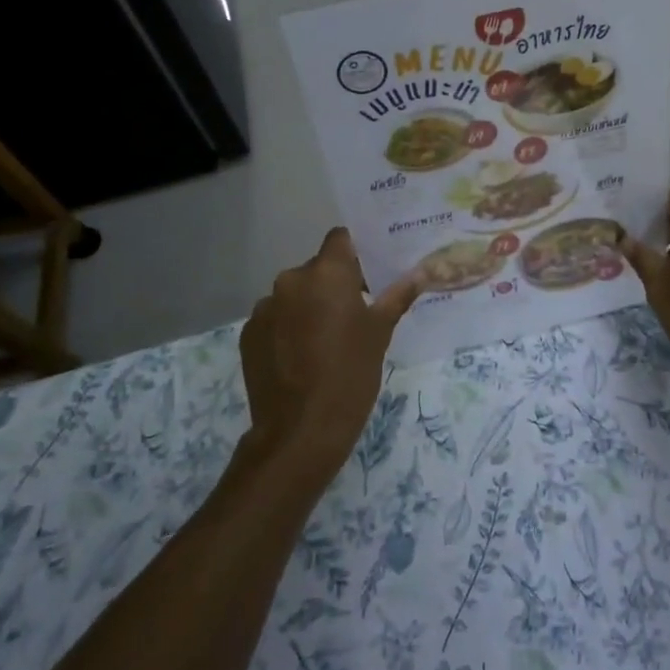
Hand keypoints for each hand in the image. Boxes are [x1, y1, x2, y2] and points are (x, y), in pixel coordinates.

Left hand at [240, 229, 420, 480]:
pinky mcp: (248, 334)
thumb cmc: (351, 374)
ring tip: (325, 341)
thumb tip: (420, 273)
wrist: (300, 430)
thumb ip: (397, 296)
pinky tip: (301, 357)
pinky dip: (288, 328)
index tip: (369, 273)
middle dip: (334, 285)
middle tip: (354, 314)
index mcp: (327, 273)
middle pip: (317, 269)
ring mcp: (264, 307)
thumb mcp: (381, 334)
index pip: (341, 239)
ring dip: (309, 307)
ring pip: (295, 295)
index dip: (356, 251)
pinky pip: (275, 319)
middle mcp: (291, 280)